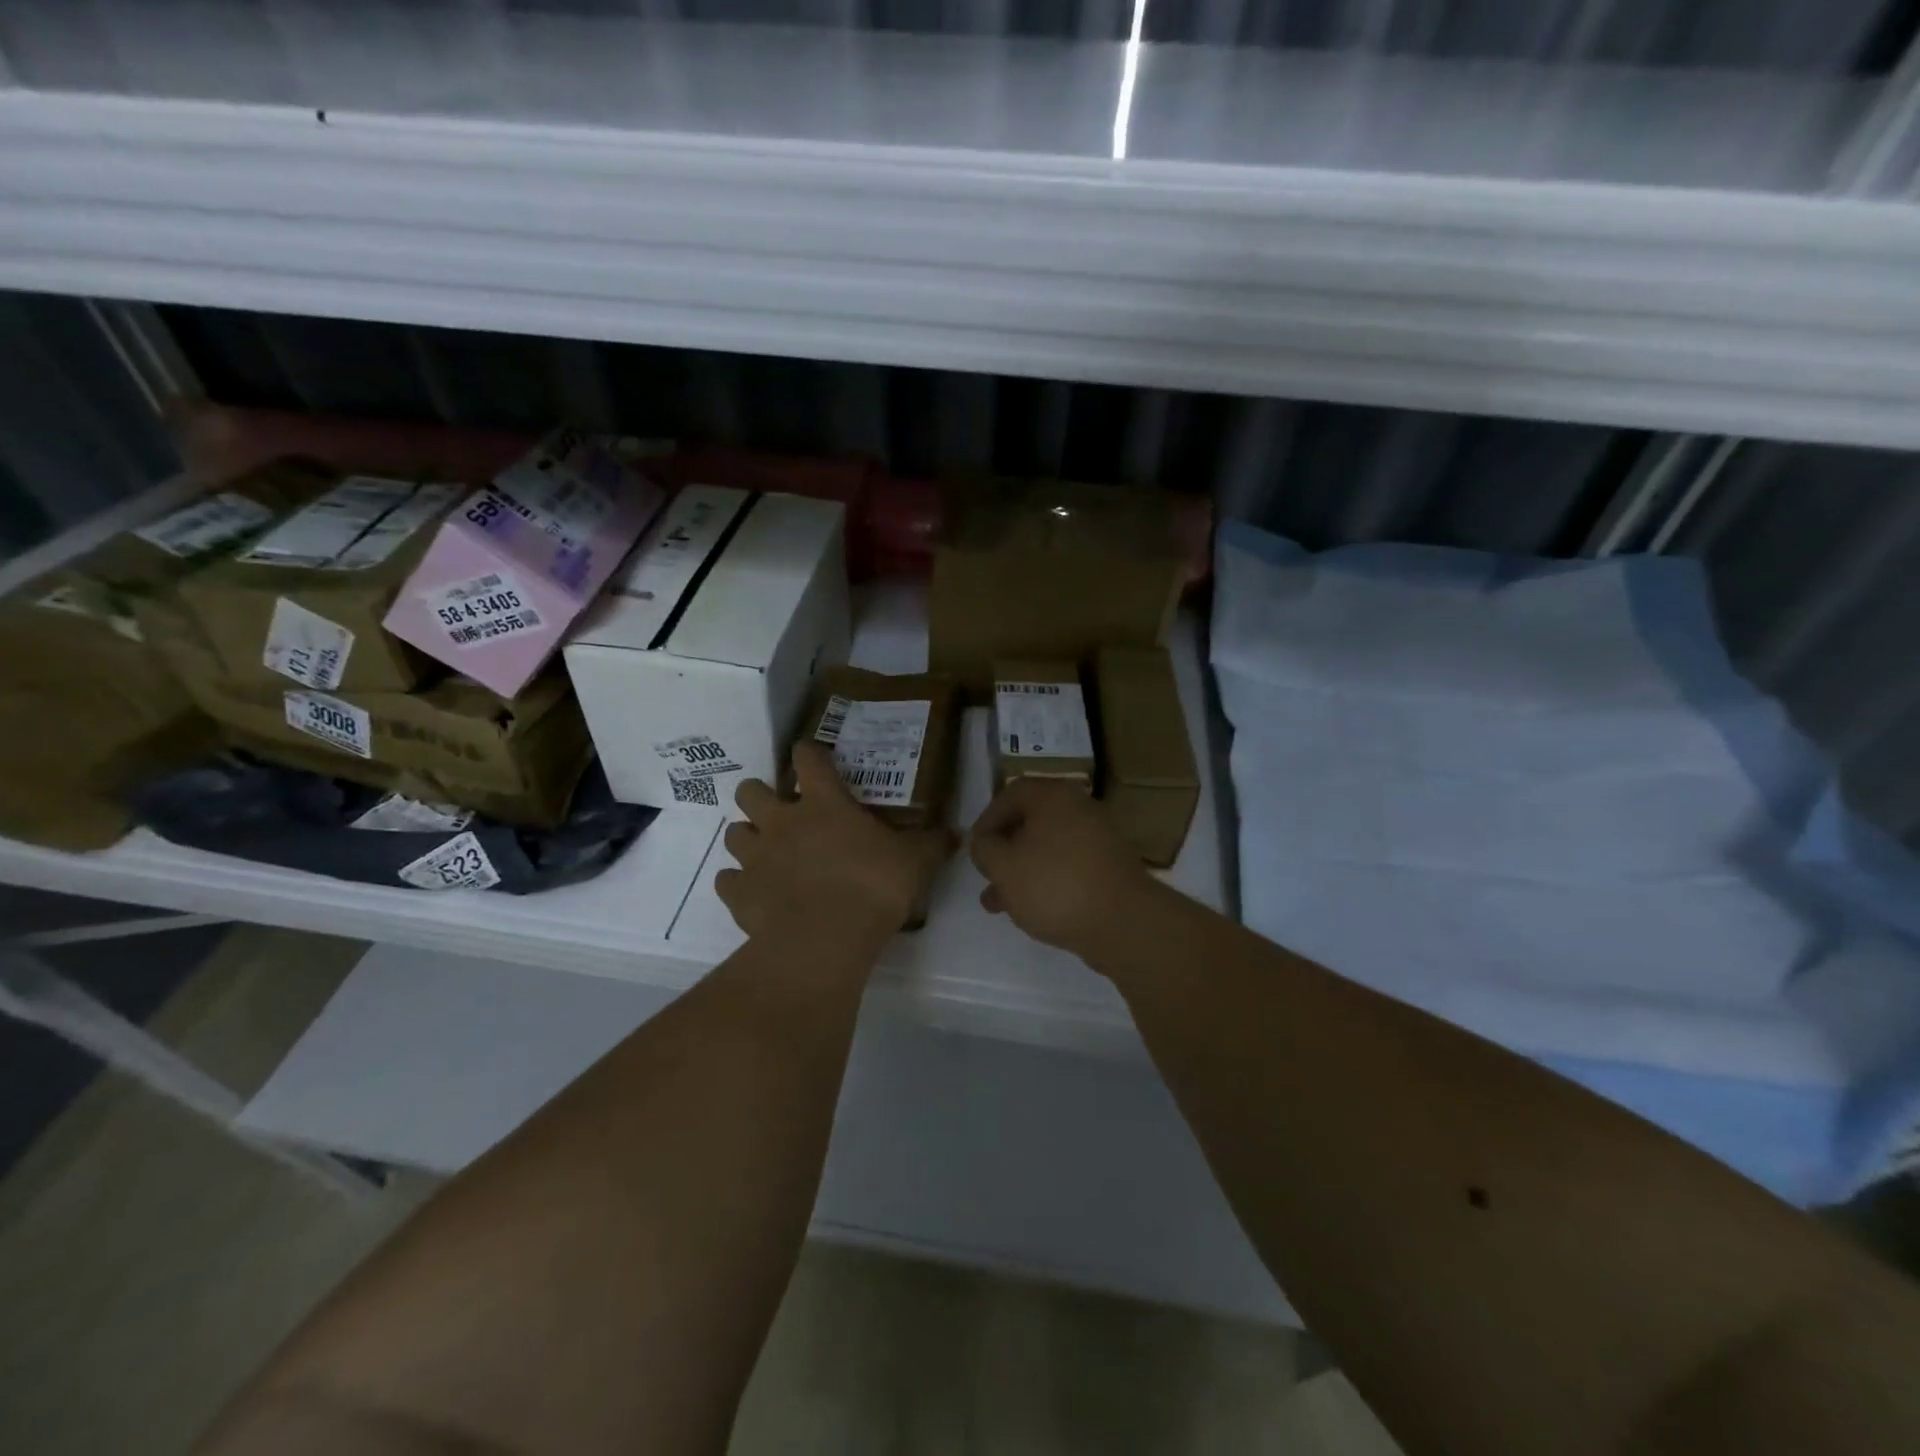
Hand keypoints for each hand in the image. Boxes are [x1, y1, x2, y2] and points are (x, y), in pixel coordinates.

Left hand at [717, 743, 954, 946]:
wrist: (826, 939)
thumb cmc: (873, 886)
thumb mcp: (915, 862)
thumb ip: (932, 844)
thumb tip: (955, 833)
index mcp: (823, 803)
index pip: (808, 759)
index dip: (808, 752)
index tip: (812, 756)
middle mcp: (781, 822)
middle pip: (750, 790)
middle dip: (760, 796)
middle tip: (782, 812)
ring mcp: (755, 857)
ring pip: (734, 833)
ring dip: (748, 838)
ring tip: (767, 853)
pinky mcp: (739, 893)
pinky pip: (727, 881)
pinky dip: (738, 884)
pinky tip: (755, 893)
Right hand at [968, 778, 1152, 955]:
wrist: (1124, 923)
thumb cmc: (1055, 885)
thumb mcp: (1004, 867)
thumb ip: (984, 849)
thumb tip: (984, 842)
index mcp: (1054, 797)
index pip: (1011, 793)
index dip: (987, 818)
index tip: (975, 846)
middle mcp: (1079, 809)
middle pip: (1031, 822)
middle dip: (1003, 851)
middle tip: (986, 875)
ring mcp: (1099, 839)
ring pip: (1048, 849)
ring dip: (1021, 871)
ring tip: (998, 904)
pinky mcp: (1110, 868)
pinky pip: (1068, 866)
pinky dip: (1047, 881)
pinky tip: (1031, 910)